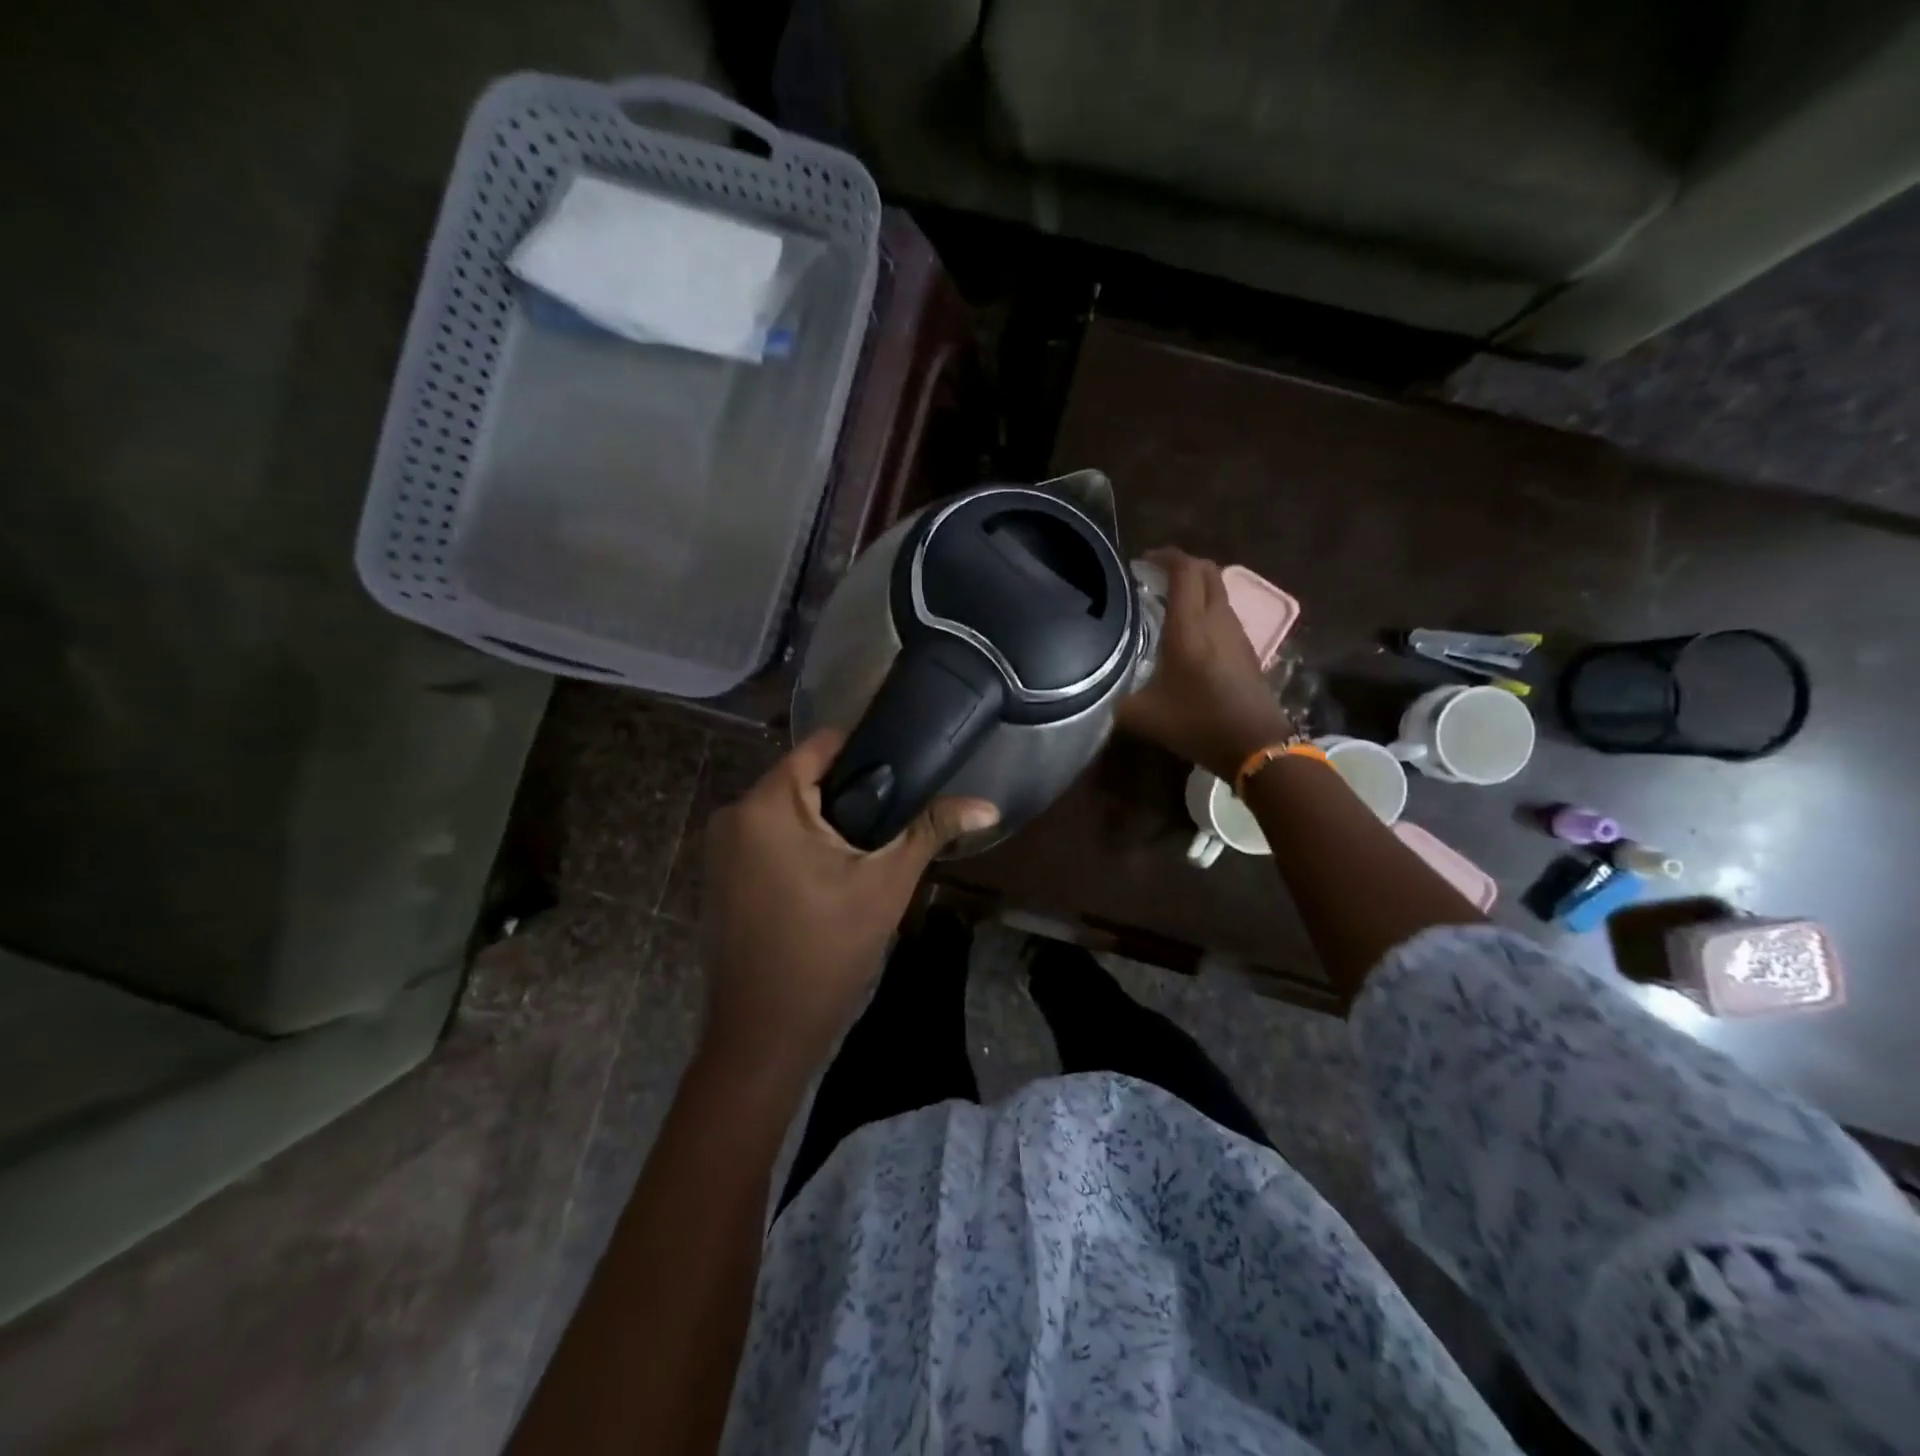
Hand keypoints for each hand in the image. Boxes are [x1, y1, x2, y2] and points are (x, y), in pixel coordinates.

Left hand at [698, 730, 998, 1082]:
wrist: (764, 1036)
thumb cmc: (826, 953)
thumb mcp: (886, 885)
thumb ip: (931, 831)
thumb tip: (989, 806)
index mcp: (767, 804)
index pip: (821, 745)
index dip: (867, 750)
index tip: (905, 767)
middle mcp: (734, 814)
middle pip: (804, 778)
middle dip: (851, 794)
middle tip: (895, 818)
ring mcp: (720, 848)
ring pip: (787, 810)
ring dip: (827, 822)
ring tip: (870, 846)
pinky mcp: (720, 876)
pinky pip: (768, 838)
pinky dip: (801, 844)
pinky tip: (832, 873)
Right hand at [1120, 548, 1293, 778]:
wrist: (1255, 746)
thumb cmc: (1197, 723)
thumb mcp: (1142, 715)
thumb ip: (1117, 696)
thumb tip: (1102, 689)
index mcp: (1189, 626)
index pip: (1184, 570)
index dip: (1165, 556)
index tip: (1142, 561)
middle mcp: (1216, 619)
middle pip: (1206, 571)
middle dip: (1181, 565)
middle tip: (1153, 577)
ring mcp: (1236, 632)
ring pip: (1218, 590)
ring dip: (1195, 587)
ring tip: (1166, 604)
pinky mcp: (1247, 648)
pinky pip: (1224, 611)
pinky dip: (1205, 607)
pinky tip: (1188, 633)